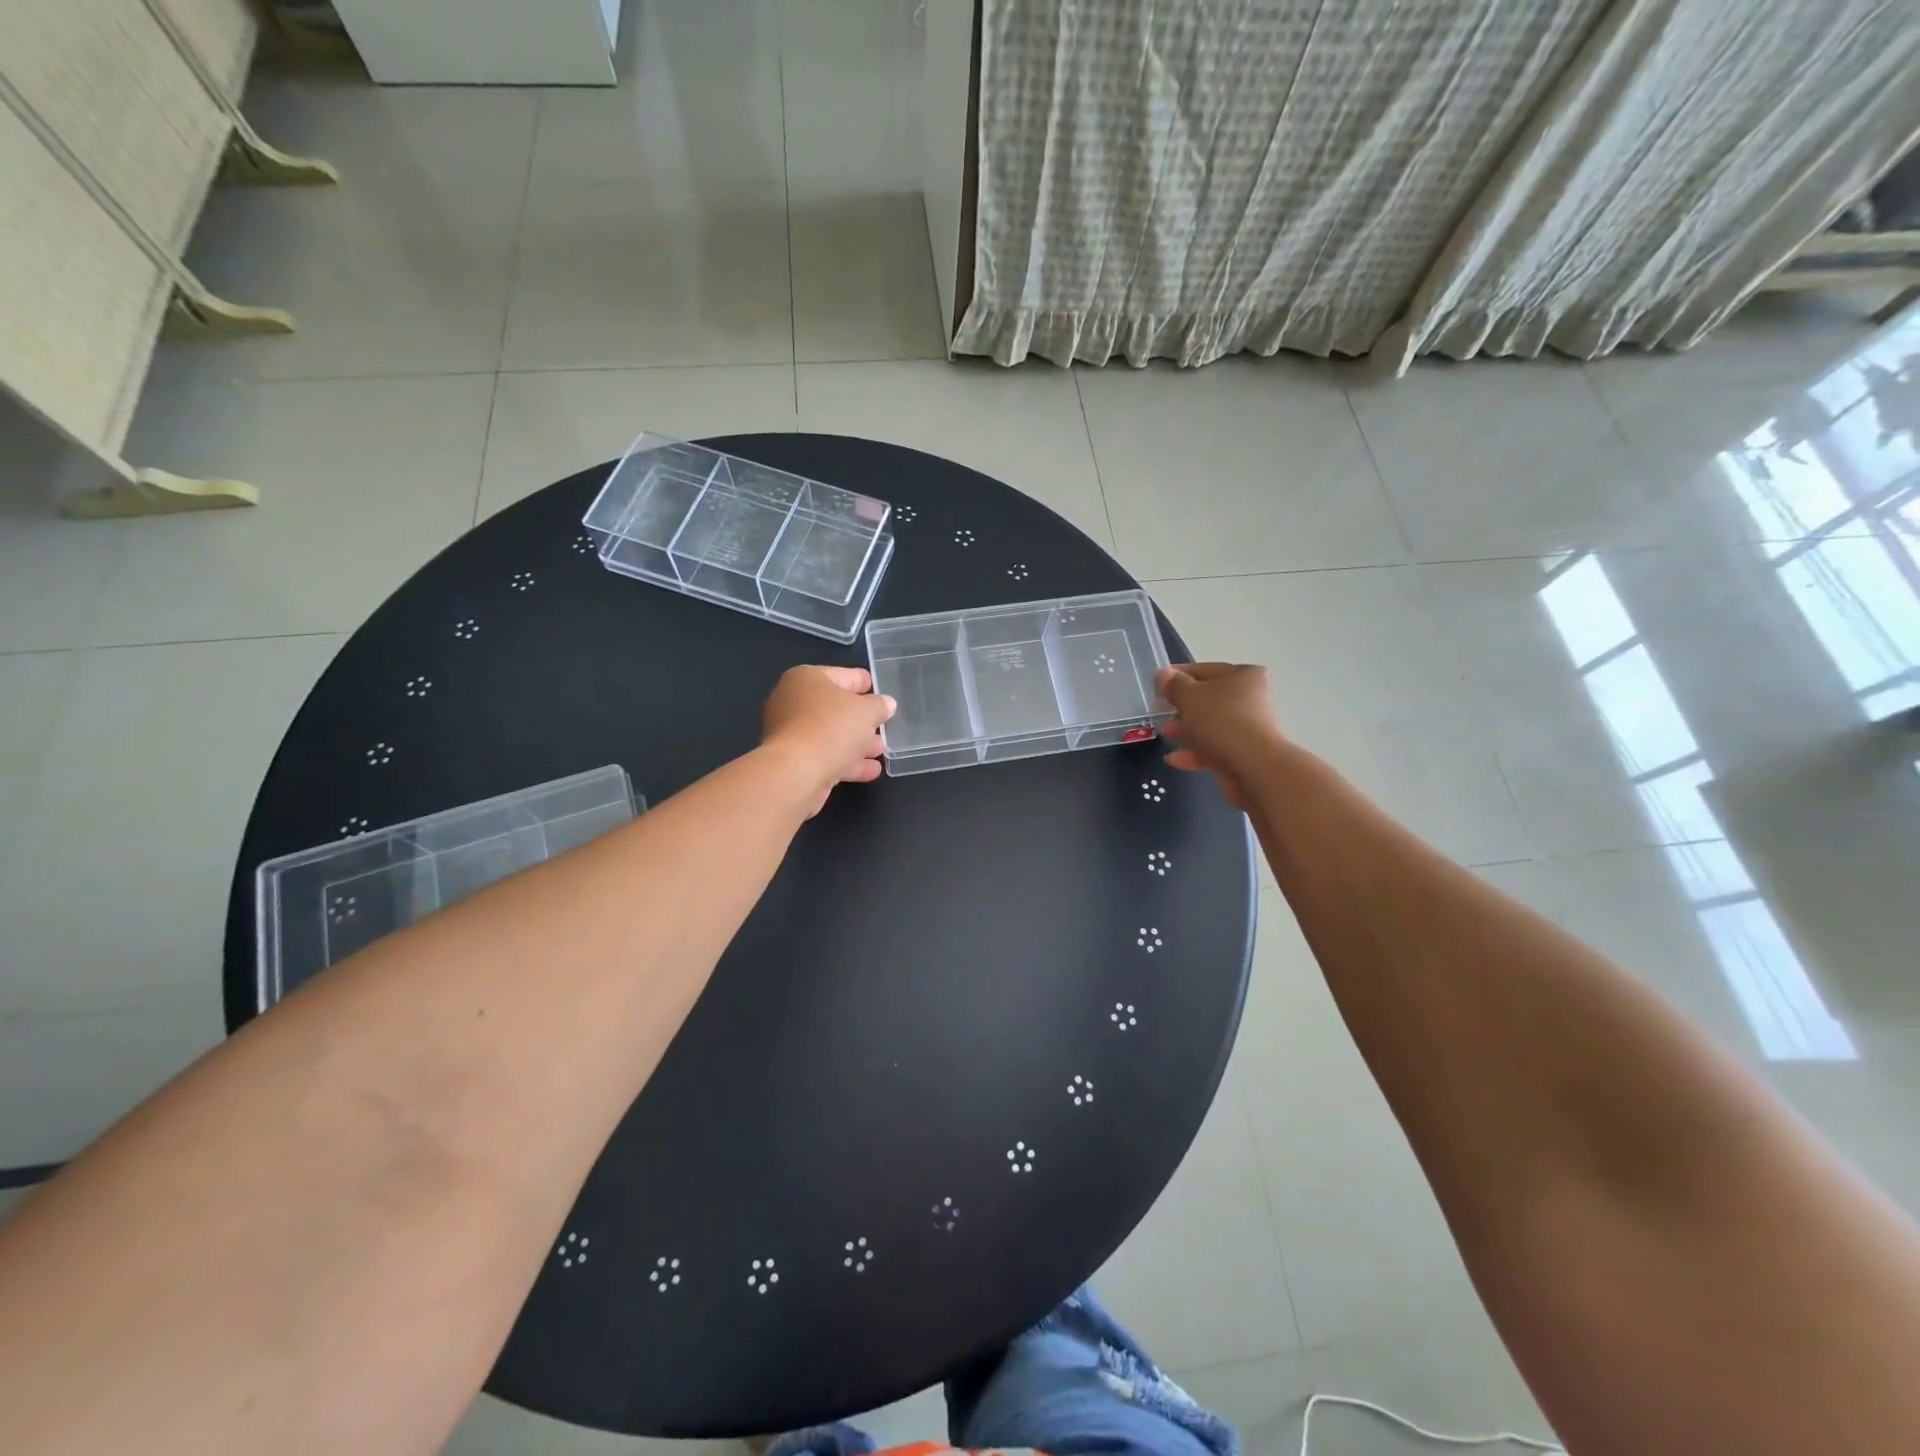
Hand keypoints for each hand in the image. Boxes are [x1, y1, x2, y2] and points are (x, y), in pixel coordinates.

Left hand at [761, 665, 895, 814]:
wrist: (796, 773)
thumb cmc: (831, 728)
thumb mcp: (866, 711)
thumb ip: (879, 705)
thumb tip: (886, 704)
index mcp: (807, 678)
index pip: (845, 676)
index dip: (866, 684)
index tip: (884, 693)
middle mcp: (794, 702)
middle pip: (836, 708)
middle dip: (862, 719)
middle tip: (884, 726)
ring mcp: (791, 733)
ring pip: (832, 735)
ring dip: (857, 743)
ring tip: (881, 751)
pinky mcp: (794, 761)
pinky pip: (826, 756)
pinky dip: (847, 762)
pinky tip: (871, 770)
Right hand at [1156, 662, 1284, 809]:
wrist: (1253, 767)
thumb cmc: (1220, 721)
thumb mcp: (1189, 696)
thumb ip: (1173, 685)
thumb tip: (1163, 674)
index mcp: (1243, 676)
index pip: (1205, 670)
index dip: (1179, 676)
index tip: (1158, 685)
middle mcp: (1250, 699)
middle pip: (1209, 699)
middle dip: (1182, 707)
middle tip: (1160, 711)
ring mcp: (1248, 728)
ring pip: (1210, 726)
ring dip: (1186, 730)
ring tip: (1165, 734)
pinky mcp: (1244, 754)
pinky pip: (1214, 749)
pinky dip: (1194, 752)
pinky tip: (1173, 759)